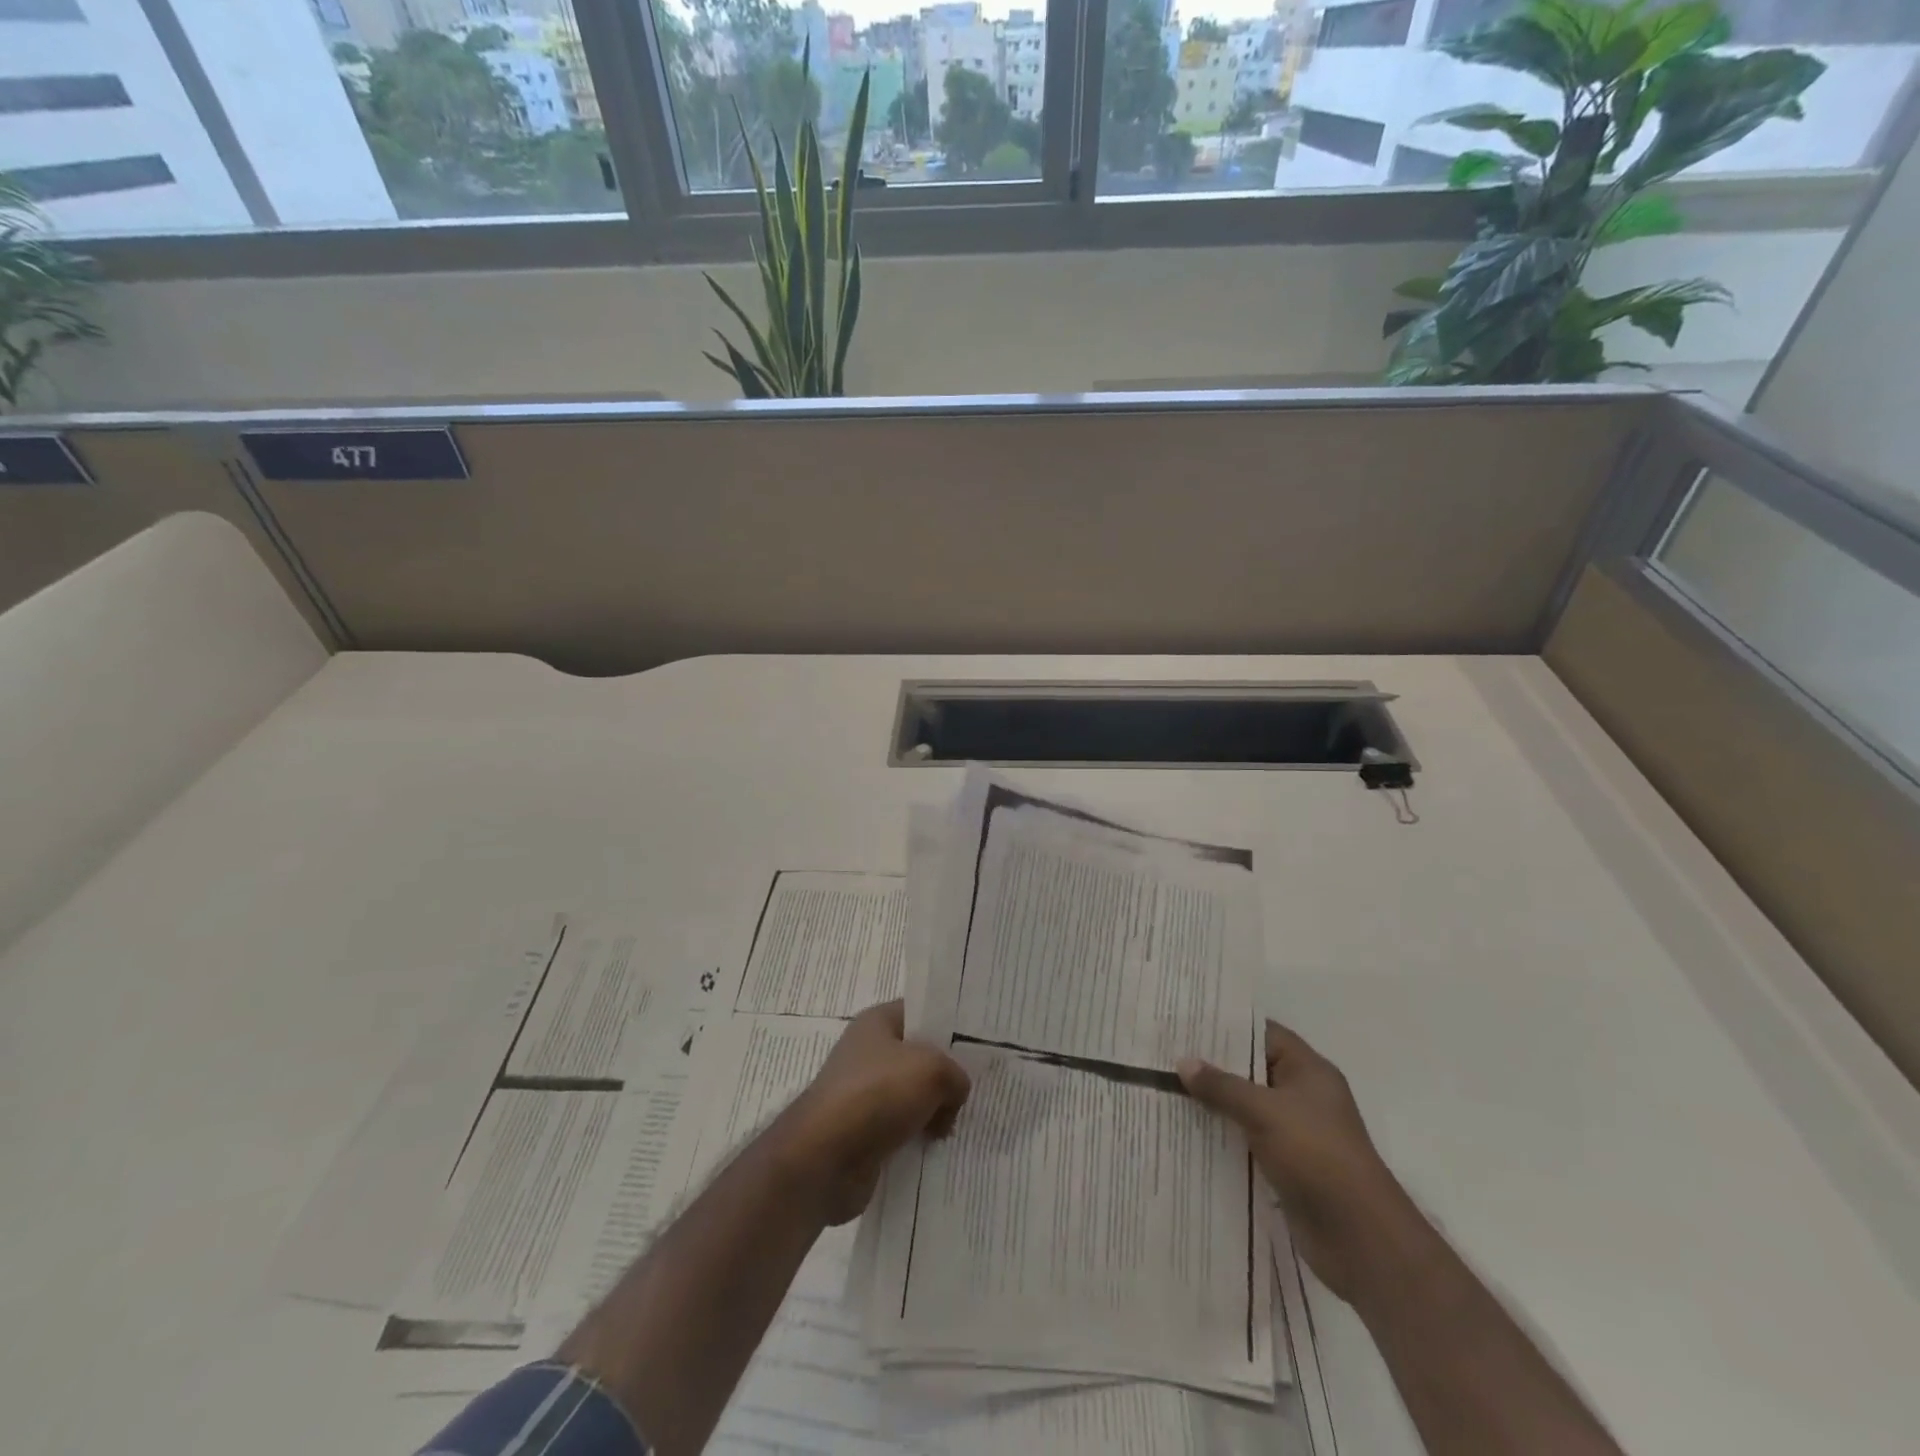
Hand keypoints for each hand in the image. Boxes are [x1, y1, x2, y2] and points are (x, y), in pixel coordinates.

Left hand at [777, 999, 971, 1225]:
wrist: (824, 1158)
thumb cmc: (877, 1094)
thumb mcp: (933, 1069)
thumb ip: (955, 1074)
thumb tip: (953, 1096)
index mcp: (877, 1023)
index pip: (920, 1013)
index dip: (948, 1024)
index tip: (979, 1042)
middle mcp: (868, 1053)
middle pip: (919, 1057)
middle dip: (946, 1075)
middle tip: (977, 1089)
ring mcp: (864, 1095)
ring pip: (913, 1097)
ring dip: (935, 1112)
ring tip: (960, 1125)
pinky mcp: (864, 1134)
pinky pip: (902, 1130)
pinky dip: (919, 1139)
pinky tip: (940, 1150)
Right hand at [1178, 1021, 1413, 1302]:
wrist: (1360, 1238)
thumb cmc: (1317, 1156)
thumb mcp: (1264, 1112)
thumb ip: (1222, 1086)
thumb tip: (1183, 1062)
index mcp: (1309, 1071)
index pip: (1263, 1034)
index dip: (1227, 1026)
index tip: (1186, 1022)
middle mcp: (1304, 1096)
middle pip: (1252, 1070)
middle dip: (1213, 1065)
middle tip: (1167, 1055)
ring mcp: (1297, 1133)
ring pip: (1247, 1107)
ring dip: (1215, 1104)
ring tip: (1168, 1090)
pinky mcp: (1288, 1166)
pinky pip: (1248, 1140)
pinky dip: (1224, 1136)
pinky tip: (1189, 1133)